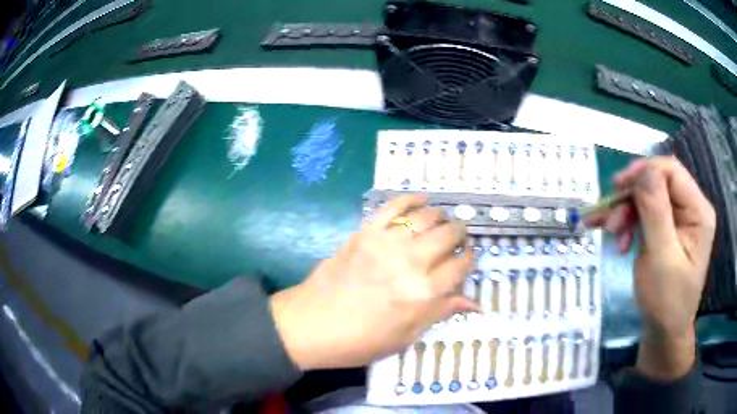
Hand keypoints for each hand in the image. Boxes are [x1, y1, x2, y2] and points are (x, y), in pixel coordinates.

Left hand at [270, 195, 476, 369]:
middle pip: (448, 235)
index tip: (468, 258)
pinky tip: (422, 201)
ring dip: (440, 216)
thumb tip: (474, 303)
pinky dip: (411, 199)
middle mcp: (410, 263)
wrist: (311, 325)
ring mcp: (386, 243)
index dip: (468, 261)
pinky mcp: (365, 232)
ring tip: (442, 221)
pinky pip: (393, 206)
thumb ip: (440, 312)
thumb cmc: (360, 341)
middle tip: (458, 238)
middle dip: (459, 234)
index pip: (459, 267)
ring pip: (426, 217)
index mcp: (423, 294)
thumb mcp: (405, 336)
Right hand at [587, 157, 715, 379]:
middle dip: (631, 198)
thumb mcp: (662, 258)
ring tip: (610, 234)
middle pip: (658, 184)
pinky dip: (629, 223)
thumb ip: (655, 212)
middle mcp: (691, 209)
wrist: (663, 333)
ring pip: (648, 197)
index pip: (672, 171)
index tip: (616, 187)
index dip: (644, 171)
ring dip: (626, 212)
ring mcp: (679, 219)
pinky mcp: (667, 230)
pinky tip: (619, 240)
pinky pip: (645, 214)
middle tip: (609, 222)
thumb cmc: (666, 302)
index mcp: (698, 211)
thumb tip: (642, 171)